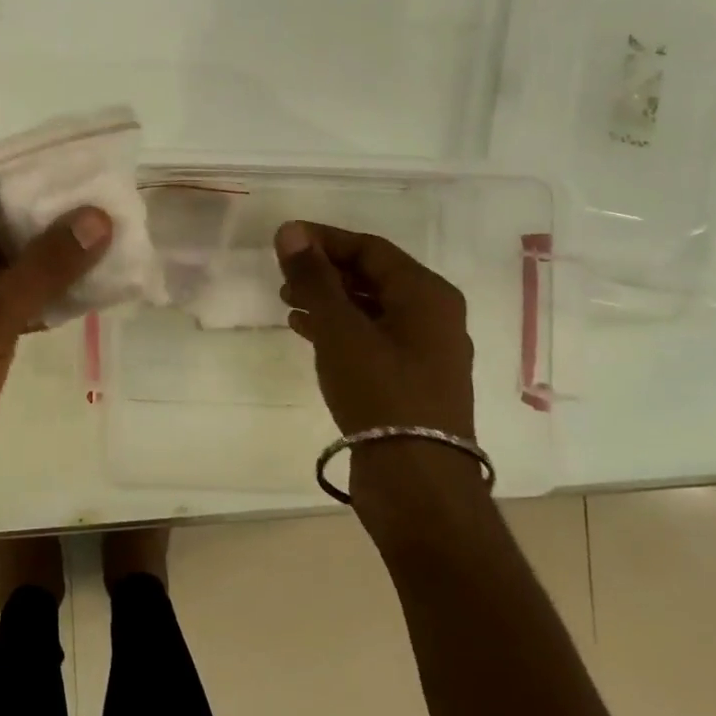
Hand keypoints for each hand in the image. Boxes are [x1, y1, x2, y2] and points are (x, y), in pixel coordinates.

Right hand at [274, 220, 474, 440]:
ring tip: (287, 301)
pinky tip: (304, 330)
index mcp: (426, 294)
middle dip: (325, 271)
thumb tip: (291, 231)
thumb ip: (314, 277)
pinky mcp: (409, 380)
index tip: (284, 240)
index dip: (324, 239)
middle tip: (282, 274)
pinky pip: (370, 337)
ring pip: (369, 308)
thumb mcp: (340, 329)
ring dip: (328, 300)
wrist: (416, 484)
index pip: (370, 248)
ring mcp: (423, 351)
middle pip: (372, 276)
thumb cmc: (381, 392)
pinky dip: (338, 329)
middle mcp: (432, 316)